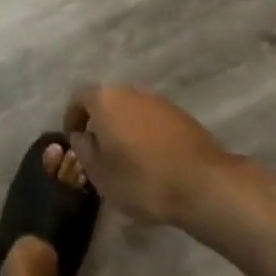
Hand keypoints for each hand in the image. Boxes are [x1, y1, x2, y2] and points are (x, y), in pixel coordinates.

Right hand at [66, 85, 232, 226]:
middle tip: (99, 150)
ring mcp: (158, 100)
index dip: (72, 118)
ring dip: (124, 127)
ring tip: (126, 158)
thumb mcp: (100, 174)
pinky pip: (151, 119)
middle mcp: (130, 91)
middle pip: (106, 101)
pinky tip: (151, 159)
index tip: (74, 141)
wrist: (203, 184)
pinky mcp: (180, 114)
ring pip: (130, 109)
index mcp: (105, 100)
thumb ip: (84, 150)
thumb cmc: (143, 180)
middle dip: (99, 122)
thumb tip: (82, 135)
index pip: (79, 98)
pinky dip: (145, 133)